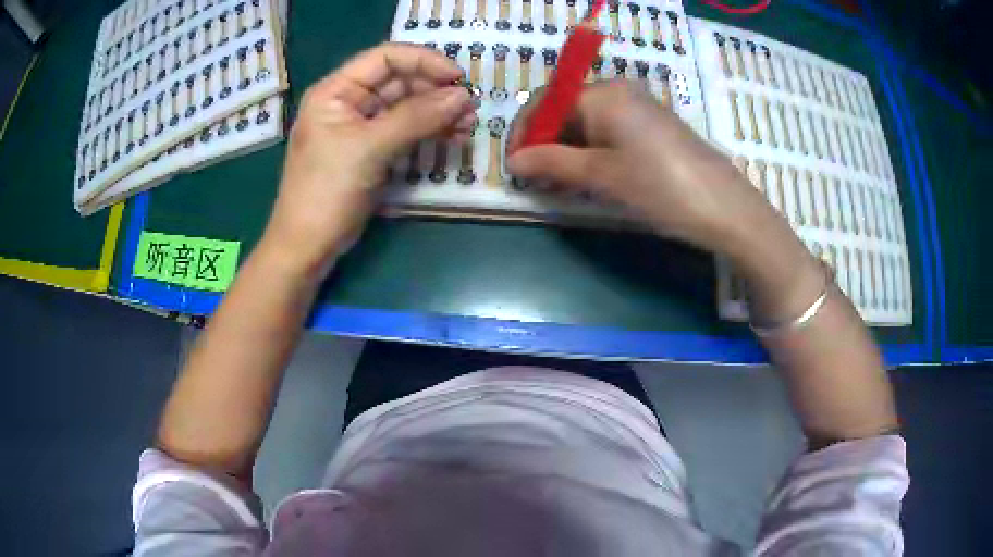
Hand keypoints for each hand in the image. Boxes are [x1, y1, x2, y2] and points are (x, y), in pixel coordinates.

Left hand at [264, 43, 476, 274]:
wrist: (308, 246)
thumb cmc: (326, 192)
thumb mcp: (369, 148)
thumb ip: (416, 117)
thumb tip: (463, 96)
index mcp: (336, 90)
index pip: (385, 57)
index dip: (424, 61)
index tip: (458, 78)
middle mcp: (349, 101)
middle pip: (400, 81)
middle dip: (436, 91)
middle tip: (470, 107)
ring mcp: (361, 127)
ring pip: (407, 106)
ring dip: (438, 112)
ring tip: (468, 125)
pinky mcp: (373, 150)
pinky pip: (406, 130)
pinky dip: (430, 131)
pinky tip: (454, 137)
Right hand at [506, 81, 777, 257]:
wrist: (724, 208)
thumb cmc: (659, 187)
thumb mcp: (601, 176)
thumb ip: (552, 163)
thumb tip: (513, 161)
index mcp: (602, 94)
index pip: (545, 100)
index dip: (524, 132)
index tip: (513, 165)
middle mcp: (619, 91)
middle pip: (566, 109)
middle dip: (545, 143)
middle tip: (536, 180)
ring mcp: (639, 107)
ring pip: (587, 122)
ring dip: (567, 150)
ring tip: (559, 184)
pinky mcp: (653, 126)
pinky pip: (610, 131)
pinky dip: (592, 151)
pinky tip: (590, 177)